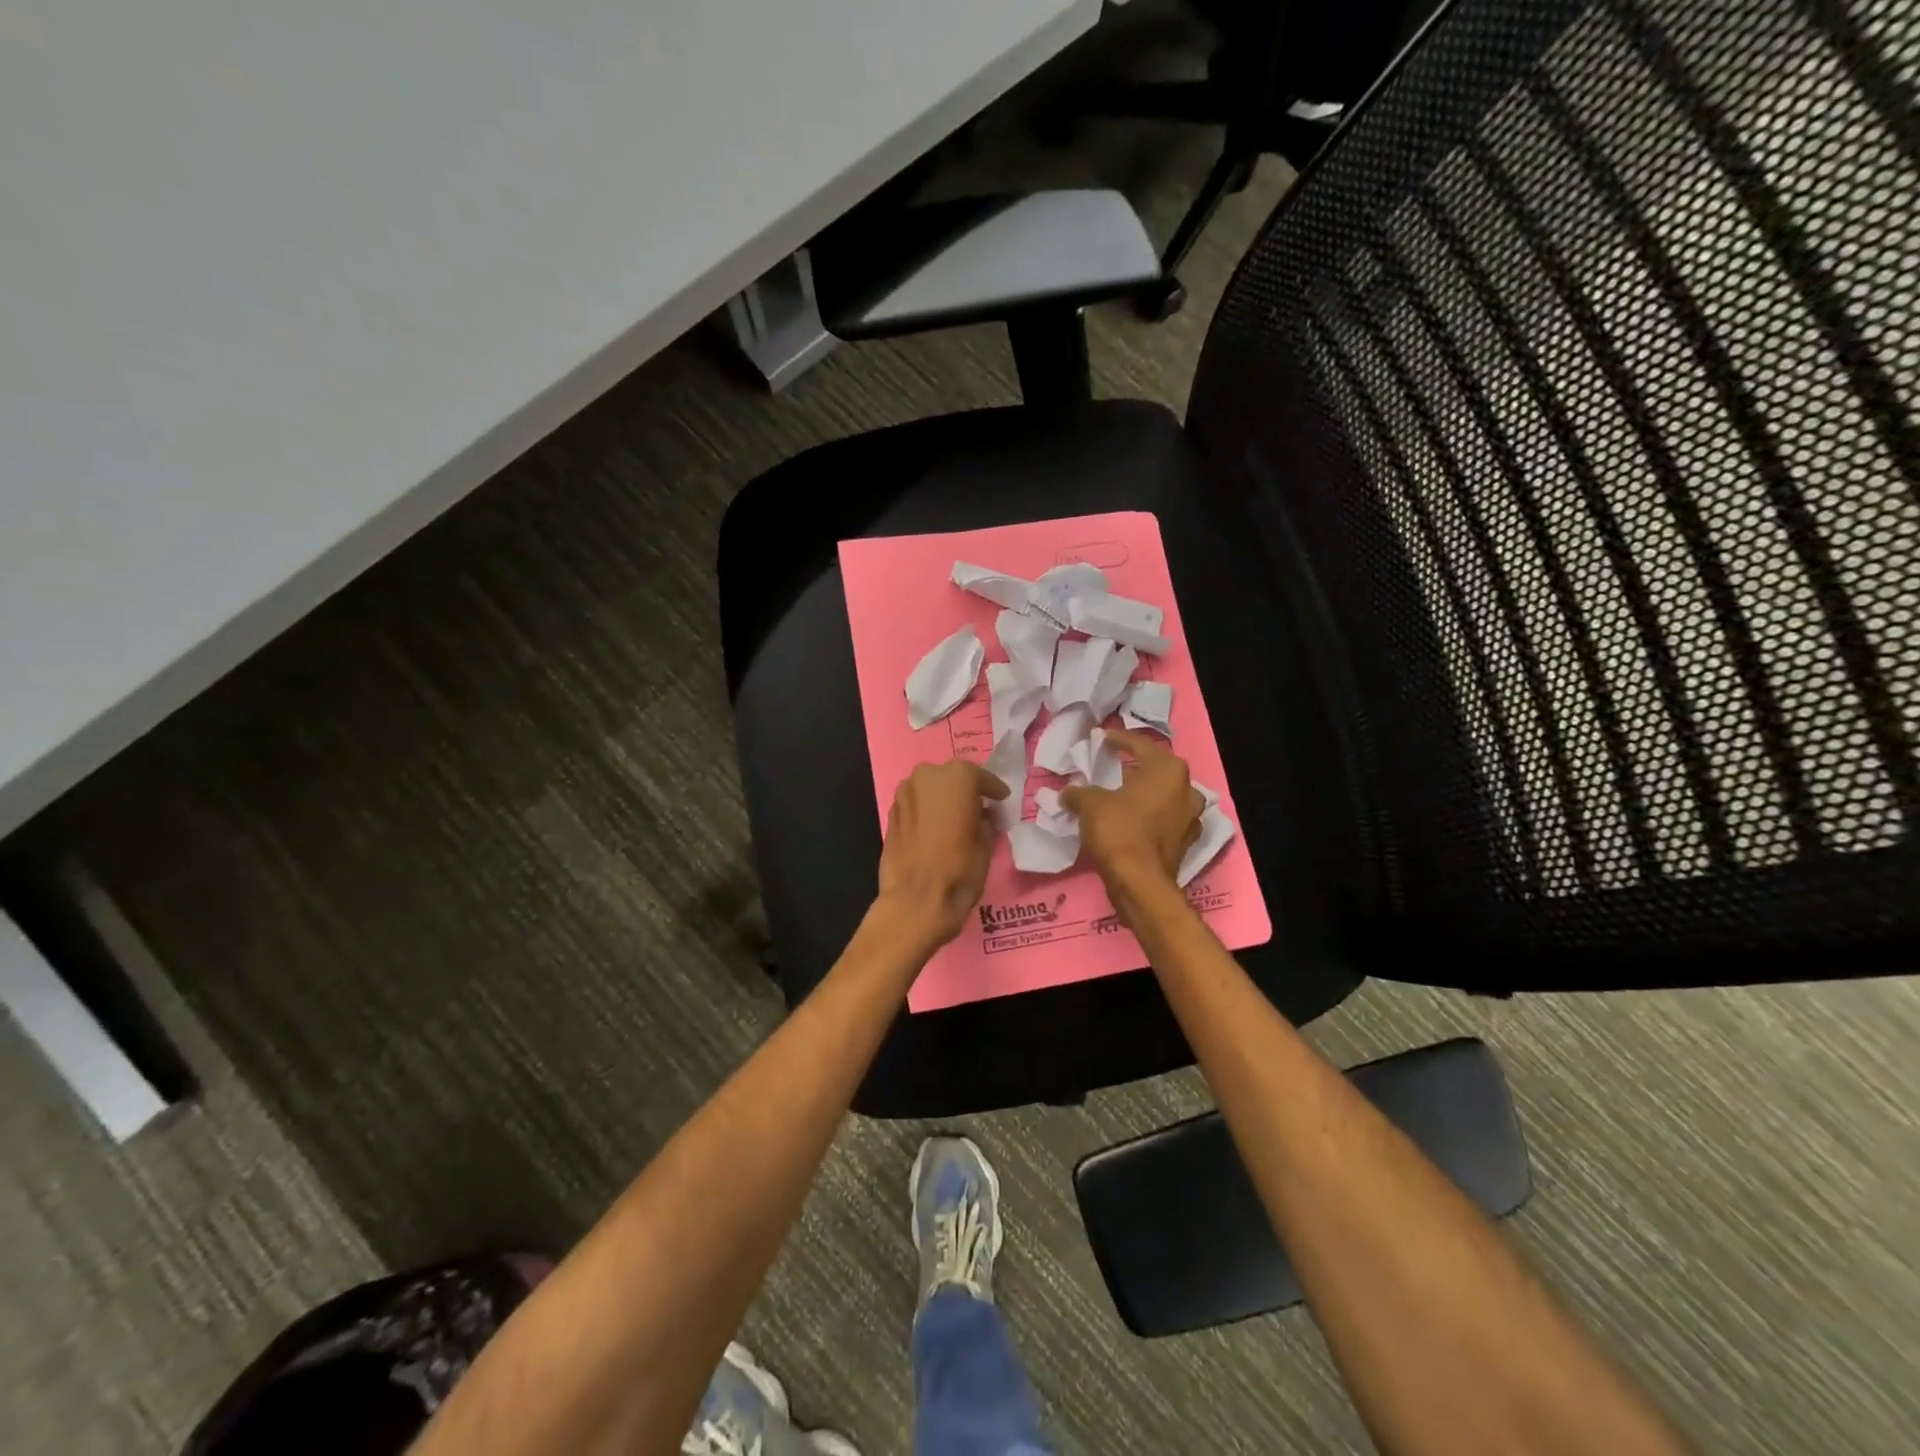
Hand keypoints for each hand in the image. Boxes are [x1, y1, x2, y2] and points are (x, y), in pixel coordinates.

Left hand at [877, 760, 1007, 945]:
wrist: (915, 901)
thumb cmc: (960, 870)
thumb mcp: (986, 843)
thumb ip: (985, 821)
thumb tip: (981, 817)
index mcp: (957, 777)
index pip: (981, 777)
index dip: (993, 789)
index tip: (1001, 799)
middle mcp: (927, 775)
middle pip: (952, 778)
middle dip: (965, 791)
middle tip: (978, 808)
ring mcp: (904, 793)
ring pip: (930, 789)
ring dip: (943, 800)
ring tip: (956, 820)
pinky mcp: (890, 813)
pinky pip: (916, 805)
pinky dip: (927, 812)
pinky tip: (935, 829)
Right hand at [1062, 729, 1203, 890]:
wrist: (1140, 882)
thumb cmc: (1119, 831)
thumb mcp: (1090, 804)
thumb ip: (1079, 792)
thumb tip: (1068, 792)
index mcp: (1169, 770)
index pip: (1141, 745)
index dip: (1119, 739)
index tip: (1102, 738)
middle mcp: (1187, 789)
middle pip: (1158, 770)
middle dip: (1135, 767)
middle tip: (1112, 765)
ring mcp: (1190, 818)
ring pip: (1164, 796)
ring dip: (1144, 793)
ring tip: (1120, 793)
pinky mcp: (1185, 842)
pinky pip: (1164, 819)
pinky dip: (1148, 816)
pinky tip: (1130, 820)